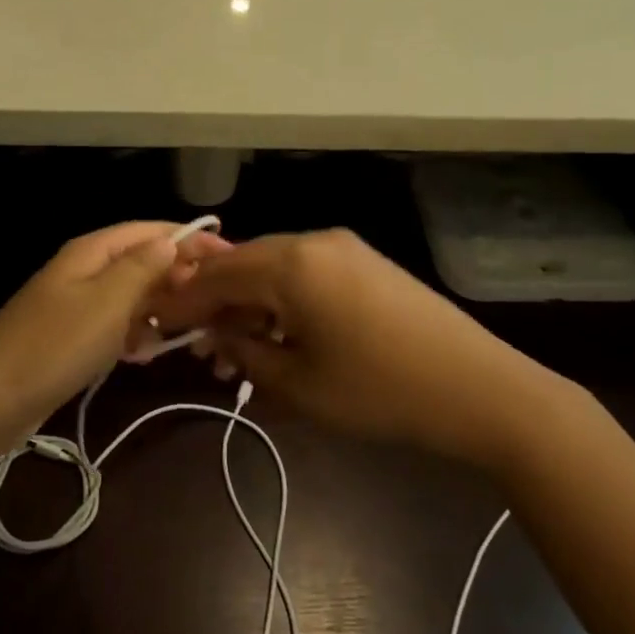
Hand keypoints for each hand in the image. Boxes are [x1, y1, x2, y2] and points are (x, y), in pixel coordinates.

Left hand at [0, 223, 226, 445]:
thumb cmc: (55, 346)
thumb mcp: (107, 302)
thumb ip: (142, 268)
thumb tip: (171, 242)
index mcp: (91, 252)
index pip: (150, 231)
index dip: (190, 239)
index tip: (230, 257)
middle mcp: (84, 271)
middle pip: (141, 262)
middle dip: (178, 278)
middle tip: (214, 303)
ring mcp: (75, 305)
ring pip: (130, 297)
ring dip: (159, 309)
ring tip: (190, 331)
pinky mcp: (70, 338)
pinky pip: (114, 326)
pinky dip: (134, 335)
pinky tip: (148, 354)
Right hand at [156, 230, 576, 456]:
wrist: (480, 389)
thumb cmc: (379, 391)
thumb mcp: (297, 384)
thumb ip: (244, 350)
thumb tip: (215, 333)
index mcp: (291, 263)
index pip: (216, 274)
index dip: (182, 300)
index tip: (154, 323)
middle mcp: (315, 242)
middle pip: (244, 265)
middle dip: (216, 304)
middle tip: (197, 347)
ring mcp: (345, 249)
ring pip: (276, 270)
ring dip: (250, 306)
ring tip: (237, 353)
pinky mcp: (367, 264)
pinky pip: (307, 275)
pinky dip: (283, 302)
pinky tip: (279, 336)